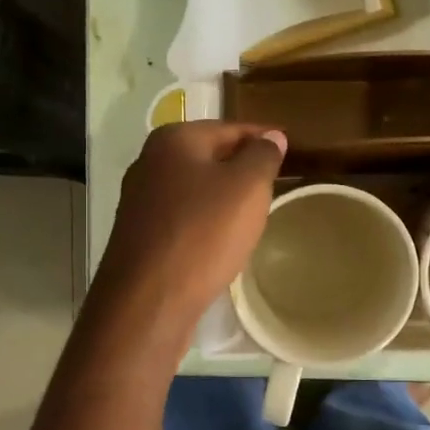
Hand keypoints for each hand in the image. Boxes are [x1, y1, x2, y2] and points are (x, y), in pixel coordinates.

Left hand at [93, 121, 287, 339]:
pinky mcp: (139, 236)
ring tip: (254, 214)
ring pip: (195, 190)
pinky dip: (205, 224)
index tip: (289, 148)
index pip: (231, 128)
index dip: (264, 138)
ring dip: (223, 198)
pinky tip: (221, 241)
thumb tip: (271, 137)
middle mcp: (149, 163)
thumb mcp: (247, 187)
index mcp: (174, 139)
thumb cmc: (202, 233)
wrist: (147, 301)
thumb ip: (263, 156)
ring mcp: (140, 202)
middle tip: (276, 183)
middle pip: (209, 157)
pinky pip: (182, 219)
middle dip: (242, 167)